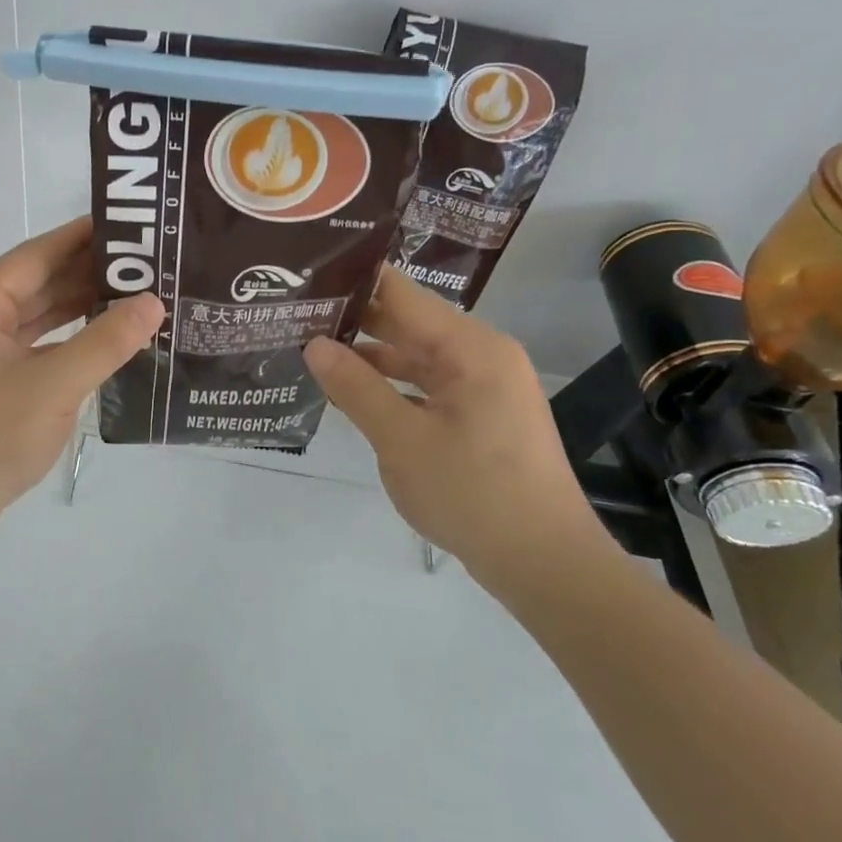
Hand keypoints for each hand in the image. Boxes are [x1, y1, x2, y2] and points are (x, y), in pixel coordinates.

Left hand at [0, 217, 163, 549]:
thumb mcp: (54, 386)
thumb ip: (106, 341)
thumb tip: (153, 302)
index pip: (38, 254)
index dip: (84, 236)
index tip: (130, 224)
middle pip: (39, 282)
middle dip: (90, 272)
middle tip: (146, 261)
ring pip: (39, 315)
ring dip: (82, 305)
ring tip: (136, 292)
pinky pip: (37, 344)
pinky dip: (70, 338)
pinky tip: (106, 336)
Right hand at [303, 267, 605, 595]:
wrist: (545, 564)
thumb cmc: (473, 494)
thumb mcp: (402, 440)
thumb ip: (355, 387)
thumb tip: (313, 345)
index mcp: (471, 347)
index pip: (401, 294)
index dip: (354, 281)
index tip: (306, 276)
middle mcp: (482, 355)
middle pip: (408, 322)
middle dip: (354, 320)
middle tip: (296, 313)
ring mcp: (484, 386)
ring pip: (415, 356)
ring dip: (369, 356)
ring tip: (311, 348)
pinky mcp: (481, 415)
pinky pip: (427, 385)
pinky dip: (391, 386)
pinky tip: (350, 393)